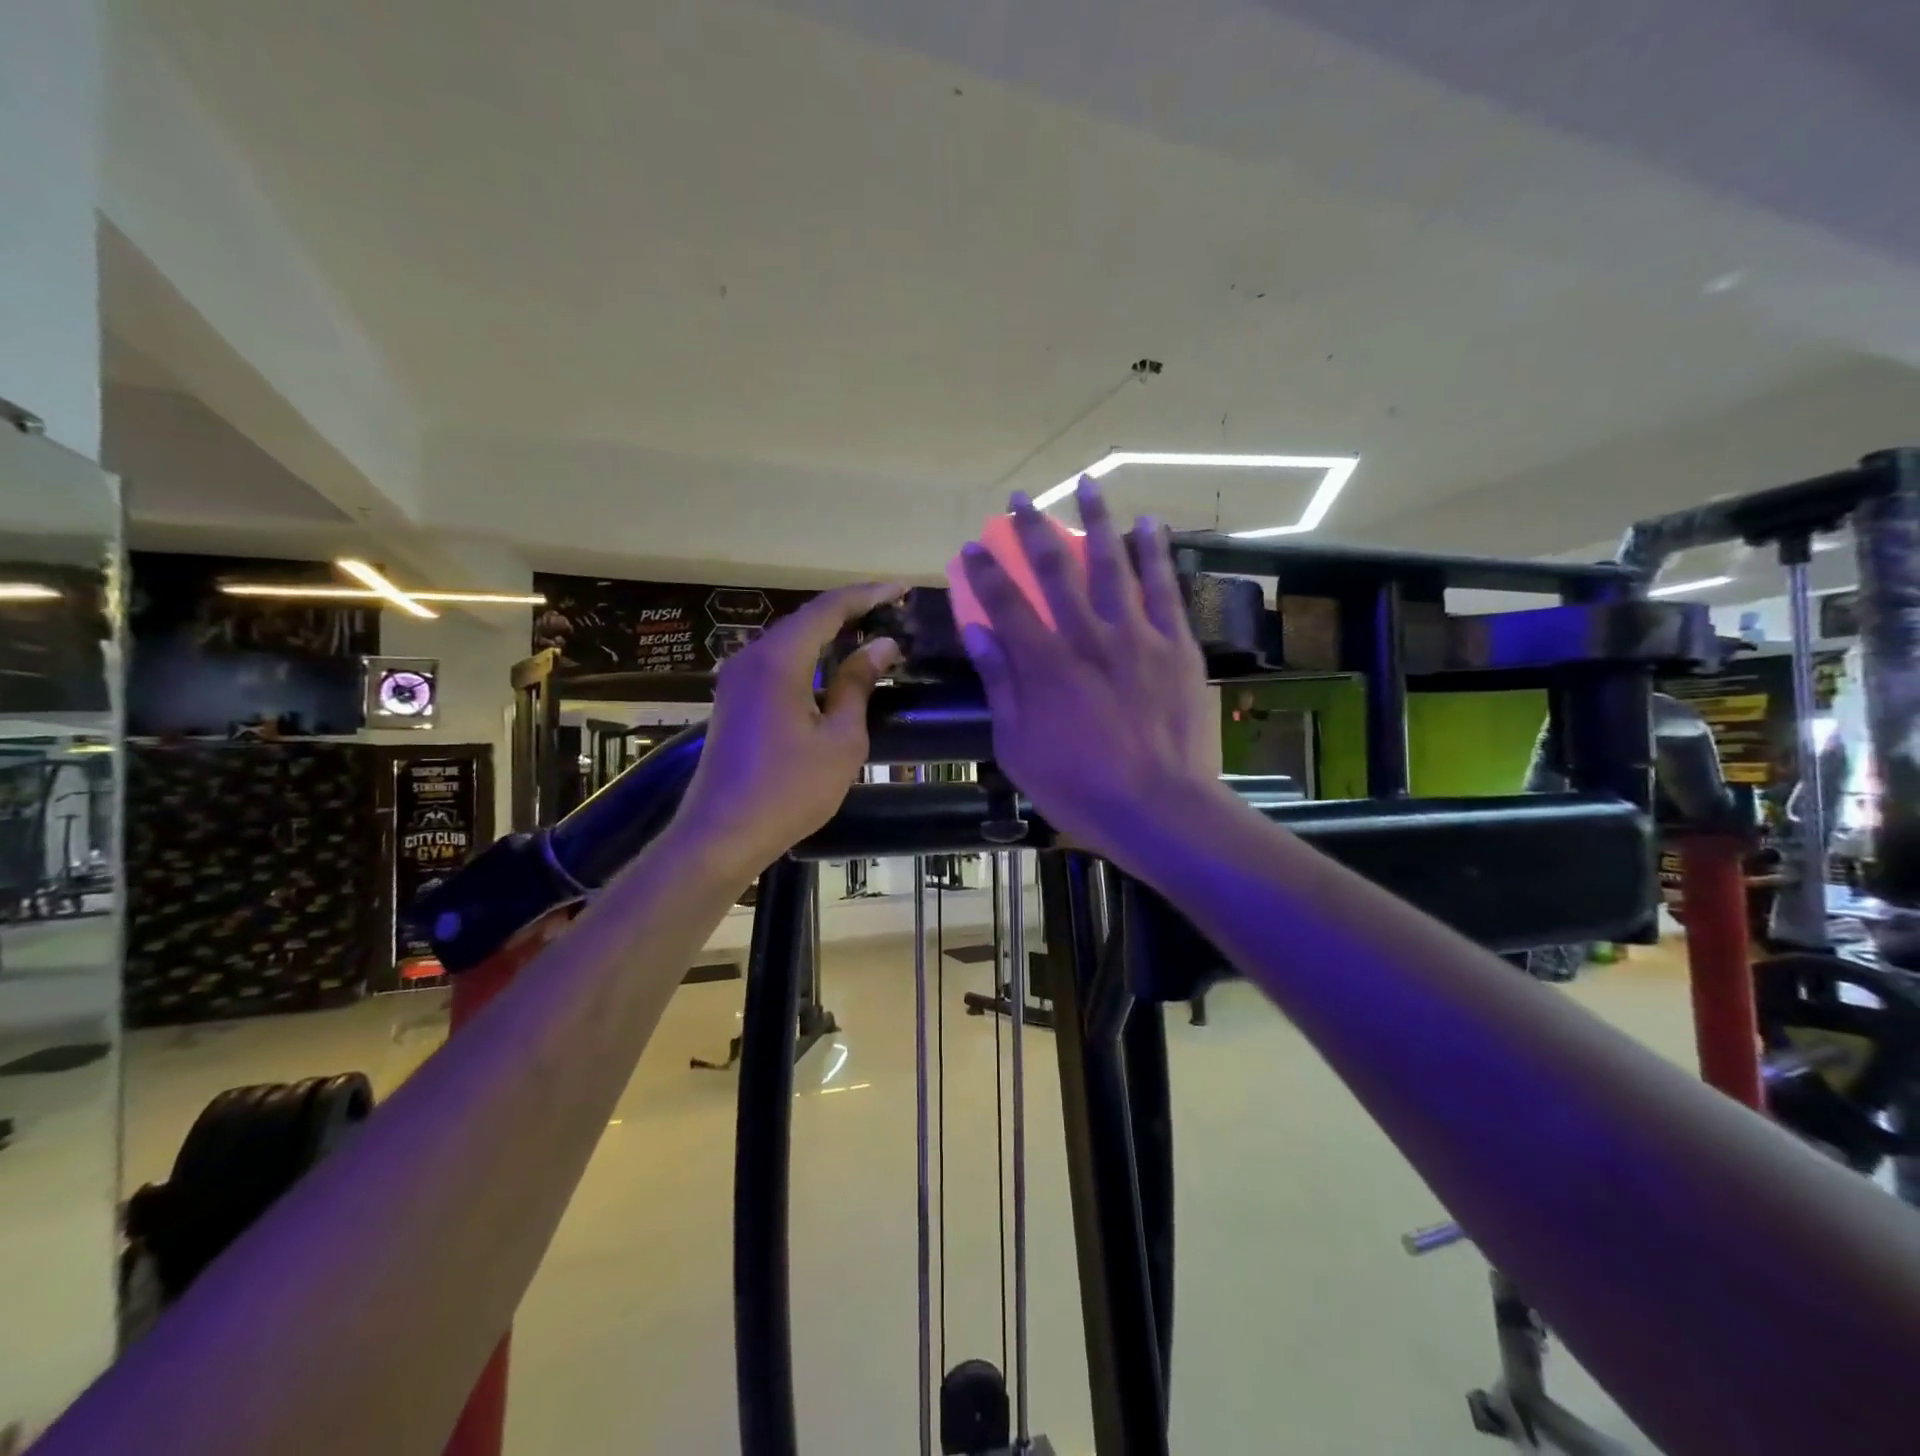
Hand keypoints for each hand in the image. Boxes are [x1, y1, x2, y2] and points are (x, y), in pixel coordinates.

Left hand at [675, 583, 902, 878]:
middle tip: (893, 611)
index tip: (903, 589)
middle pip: (807, 619)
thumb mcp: (840, 739)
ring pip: (791, 640)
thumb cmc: (790, 790)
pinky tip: (834, 668)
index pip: (829, 608)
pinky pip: (778, 662)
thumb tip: (881, 645)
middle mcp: (752, 657)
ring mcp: (738, 678)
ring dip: (830, 634)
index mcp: (779, 660)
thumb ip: (858, 684)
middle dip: (851, 611)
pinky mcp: (735, 700)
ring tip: (872, 634)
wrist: (722, 834)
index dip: (869, 594)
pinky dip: (810, 656)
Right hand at [958, 478, 1223, 870]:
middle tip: (1020, 499)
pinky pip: (1164, 589)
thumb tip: (978, 632)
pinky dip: (1155, 553)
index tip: (972, 546)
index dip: (987, 572)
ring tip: (1088, 484)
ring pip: (1113, 566)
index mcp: (1045, 665)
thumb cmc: (1080, 788)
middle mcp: (1088, 637)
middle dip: (1033, 532)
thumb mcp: (1019, 747)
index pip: (1007, 604)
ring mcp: (1137, 637)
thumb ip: (1001, 685)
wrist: (1161, 809)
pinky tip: (1148, 524)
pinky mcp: (1176, 646)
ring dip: (1097, 522)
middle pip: (1056, 572)